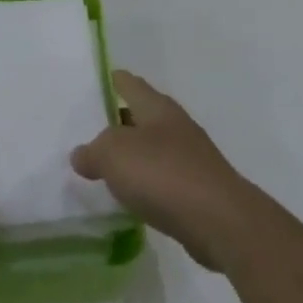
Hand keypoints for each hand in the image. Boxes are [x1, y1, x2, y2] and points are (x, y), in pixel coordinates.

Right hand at [71, 71, 254, 270]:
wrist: (220, 222)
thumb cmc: (163, 174)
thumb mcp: (114, 154)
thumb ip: (93, 151)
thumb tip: (81, 155)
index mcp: (157, 107)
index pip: (130, 84)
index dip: (112, 81)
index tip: (93, 83)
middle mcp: (175, 126)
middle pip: (141, 116)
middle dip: (117, 122)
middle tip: (86, 131)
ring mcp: (190, 158)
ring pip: (151, 149)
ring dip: (131, 156)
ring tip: (103, 166)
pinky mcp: (197, 190)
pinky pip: (162, 179)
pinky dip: (145, 183)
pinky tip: (130, 196)